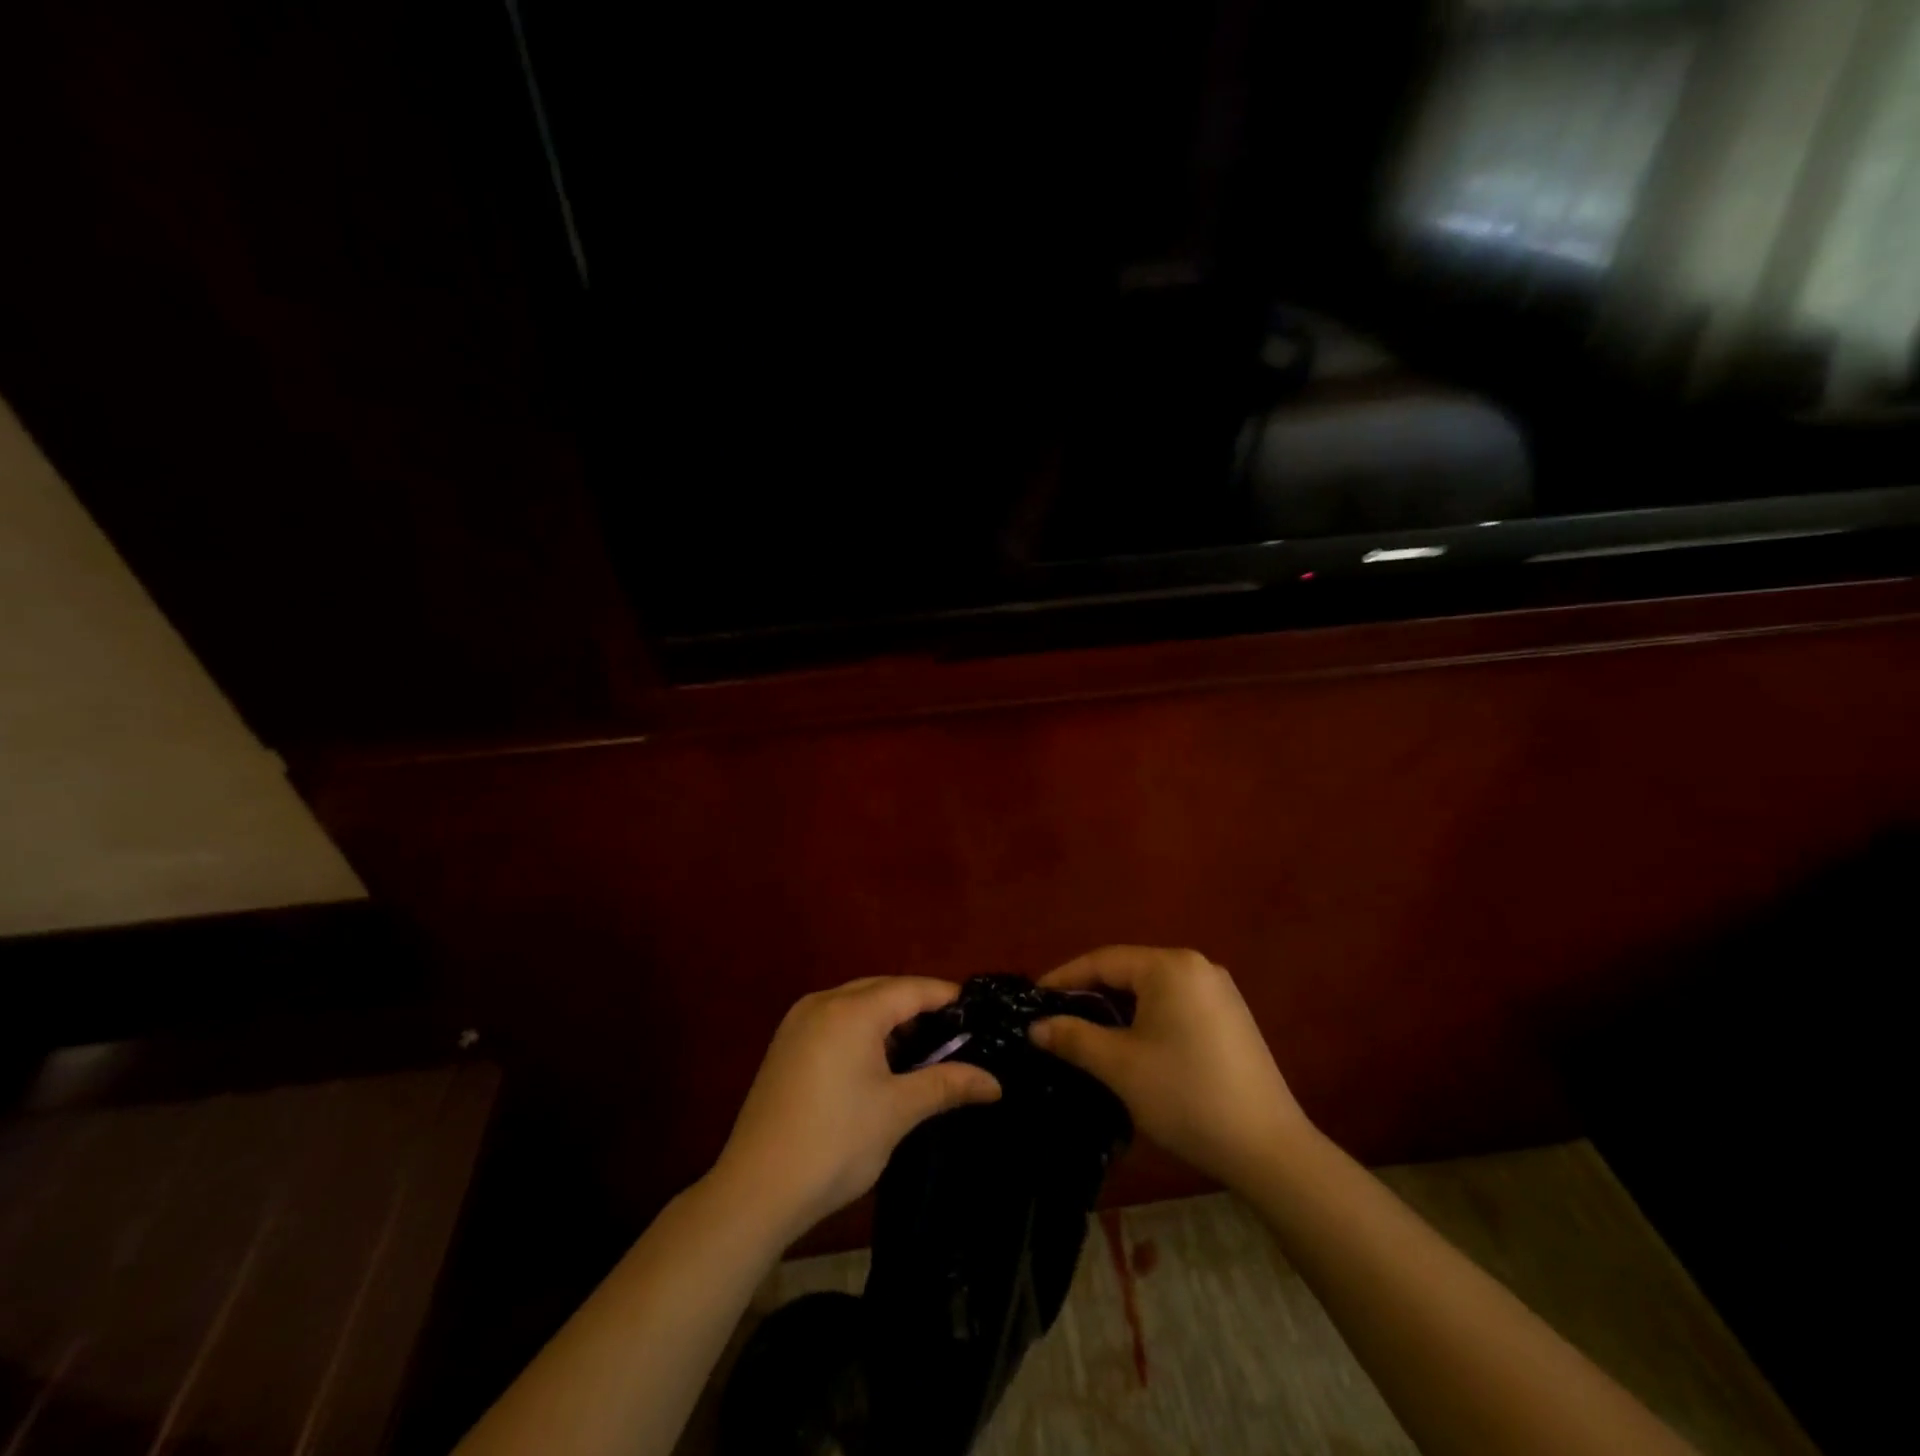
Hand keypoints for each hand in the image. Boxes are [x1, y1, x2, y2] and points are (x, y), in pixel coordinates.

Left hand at [711, 977, 1001, 1240]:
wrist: (755, 1191)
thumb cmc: (835, 1144)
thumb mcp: (898, 1112)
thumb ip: (947, 1085)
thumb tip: (995, 1083)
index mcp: (851, 1010)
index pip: (912, 989)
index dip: (948, 997)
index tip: (980, 1013)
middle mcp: (822, 1003)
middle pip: (883, 990)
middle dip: (920, 1007)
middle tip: (957, 1034)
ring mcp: (799, 1022)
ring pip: (858, 1004)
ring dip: (890, 1020)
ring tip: (924, 1049)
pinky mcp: (786, 1045)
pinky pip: (836, 1021)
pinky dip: (863, 1031)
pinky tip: (880, 1062)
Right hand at [1031, 946, 1310, 1188]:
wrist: (1269, 1149)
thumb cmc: (1186, 1095)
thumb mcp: (1120, 1066)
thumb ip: (1073, 1038)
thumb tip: (1036, 1027)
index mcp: (1170, 966)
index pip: (1103, 960)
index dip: (1064, 978)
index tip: (1034, 999)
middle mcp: (1197, 966)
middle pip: (1129, 971)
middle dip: (1090, 993)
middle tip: (1056, 1018)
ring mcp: (1220, 991)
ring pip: (1152, 989)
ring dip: (1118, 1008)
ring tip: (1087, 1031)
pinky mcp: (1232, 1017)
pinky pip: (1175, 1004)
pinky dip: (1147, 1017)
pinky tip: (1132, 1043)